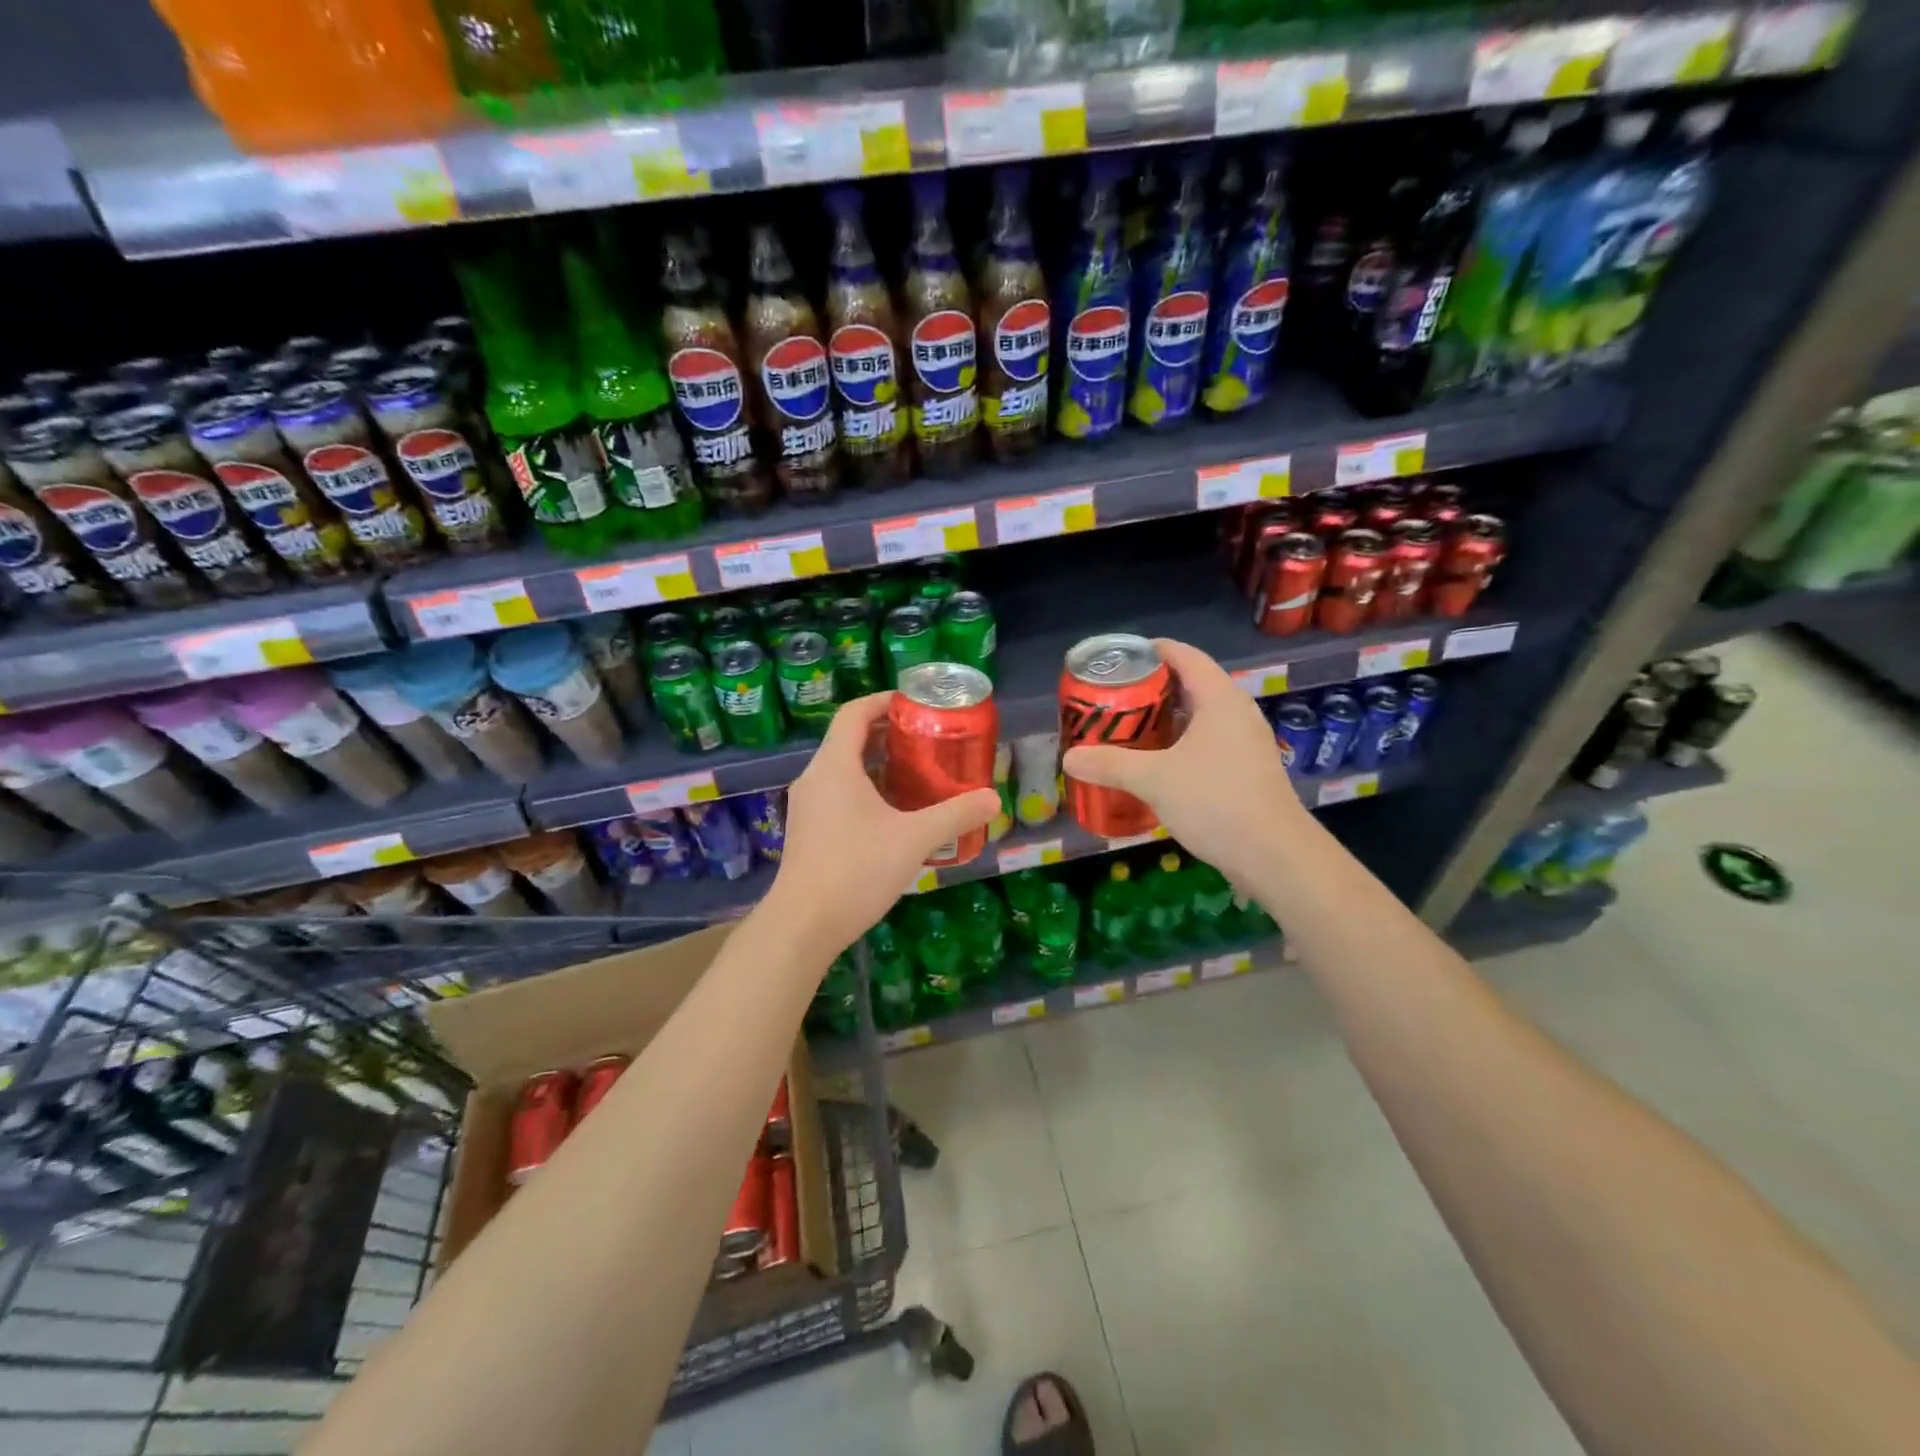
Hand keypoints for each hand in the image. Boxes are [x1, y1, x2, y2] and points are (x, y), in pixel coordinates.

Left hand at [766, 692, 999, 954]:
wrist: (803, 925)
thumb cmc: (856, 870)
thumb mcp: (914, 839)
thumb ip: (955, 815)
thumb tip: (993, 799)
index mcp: (835, 766)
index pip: (854, 713)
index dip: (884, 701)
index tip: (915, 703)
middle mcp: (815, 778)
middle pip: (850, 740)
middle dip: (889, 735)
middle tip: (928, 740)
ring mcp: (807, 806)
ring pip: (844, 770)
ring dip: (879, 766)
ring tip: (918, 775)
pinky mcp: (808, 831)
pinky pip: (838, 795)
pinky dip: (866, 791)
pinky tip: (895, 815)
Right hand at [1062, 638, 1301, 884]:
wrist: (1274, 855)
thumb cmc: (1216, 802)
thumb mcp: (1155, 779)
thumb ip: (1110, 764)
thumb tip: (1070, 758)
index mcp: (1220, 700)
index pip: (1186, 656)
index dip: (1153, 650)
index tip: (1121, 657)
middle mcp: (1237, 714)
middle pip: (1192, 685)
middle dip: (1153, 689)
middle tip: (1115, 698)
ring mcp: (1245, 744)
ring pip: (1200, 718)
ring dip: (1166, 721)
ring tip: (1128, 729)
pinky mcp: (1246, 772)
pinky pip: (1207, 744)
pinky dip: (1179, 745)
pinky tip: (1156, 765)